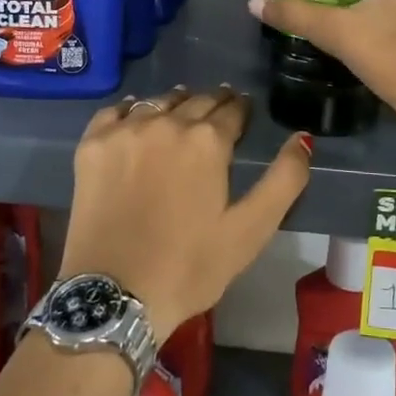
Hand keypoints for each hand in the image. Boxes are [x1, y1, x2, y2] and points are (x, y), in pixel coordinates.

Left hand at [60, 87, 311, 339]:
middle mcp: (167, 122)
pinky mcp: (92, 144)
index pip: (233, 109)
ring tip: (182, 111)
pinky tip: (137, 118)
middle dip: (213, 103)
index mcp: (208, 140)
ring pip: (158, 101)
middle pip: (196, 100)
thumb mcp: (250, 230)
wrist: (114, 295)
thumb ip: (284, 180)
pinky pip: (116, 110)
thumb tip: (303, 137)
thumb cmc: (190, 266)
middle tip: (218, 111)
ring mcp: (125, 130)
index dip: (241, 110)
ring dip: (175, 103)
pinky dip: (131, 109)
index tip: (243, 113)